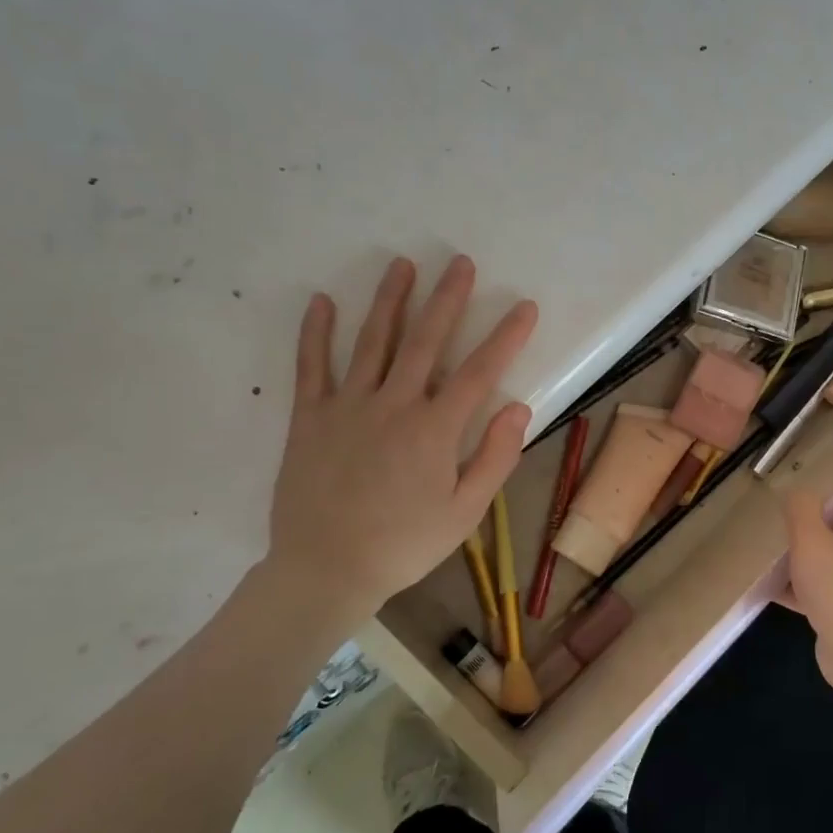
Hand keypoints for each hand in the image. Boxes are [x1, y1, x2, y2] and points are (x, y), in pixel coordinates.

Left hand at [263, 255, 537, 622]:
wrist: (325, 570)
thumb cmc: (403, 545)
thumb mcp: (464, 514)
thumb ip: (494, 459)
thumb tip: (518, 409)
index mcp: (434, 430)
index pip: (478, 372)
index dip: (505, 337)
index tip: (524, 306)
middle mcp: (393, 406)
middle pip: (425, 341)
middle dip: (447, 299)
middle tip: (459, 262)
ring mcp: (347, 406)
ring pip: (373, 342)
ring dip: (390, 300)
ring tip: (403, 265)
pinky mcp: (309, 418)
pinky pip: (311, 367)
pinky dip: (315, 333)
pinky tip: (321, 301)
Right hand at [778, 488, 832, 695]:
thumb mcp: (809, 538)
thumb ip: (800, 508)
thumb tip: (798, 494)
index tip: (809, 484)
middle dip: (814, 521)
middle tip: (782, 517)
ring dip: (806, 556)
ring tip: (772, 552)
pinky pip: (829, 587)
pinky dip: (806, 587)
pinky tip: (773, 590)